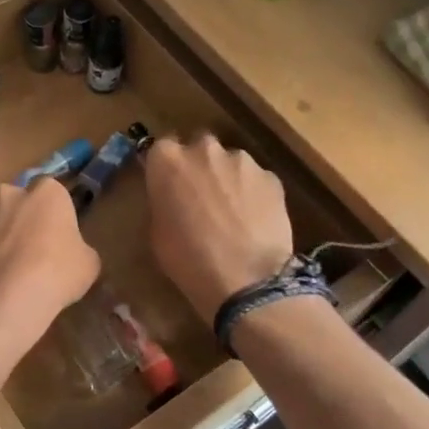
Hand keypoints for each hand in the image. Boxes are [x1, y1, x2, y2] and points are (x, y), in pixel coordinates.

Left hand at [0, 178, 98, 350]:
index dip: (56, 215)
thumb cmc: (58, 271)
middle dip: (21, 216)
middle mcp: (11, 193)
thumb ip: (79, 249)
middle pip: (18, 199)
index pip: (55, 194)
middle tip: (30, 247)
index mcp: (49, 192)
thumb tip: (74, 254)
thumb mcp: (88, 263)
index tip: (59, 236)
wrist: (8, 295)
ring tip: (3, 263)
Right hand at [143, 135, 292, 319]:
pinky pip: (256, 180)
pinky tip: (254, 221)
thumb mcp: (157, 232)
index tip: (168, 186)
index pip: (160, 149)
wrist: (246, 280)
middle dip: (199, 166)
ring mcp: (242, 160)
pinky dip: (253, 194)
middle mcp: (204, 149)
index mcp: (167, 160)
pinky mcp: (271, 177)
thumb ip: (163, 201)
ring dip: (227, 179)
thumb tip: (171, 196)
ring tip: (232, 212)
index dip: (166, 168)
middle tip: (200, 197)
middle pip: (198, 147)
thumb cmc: (188, 260)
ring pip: (230, 162)